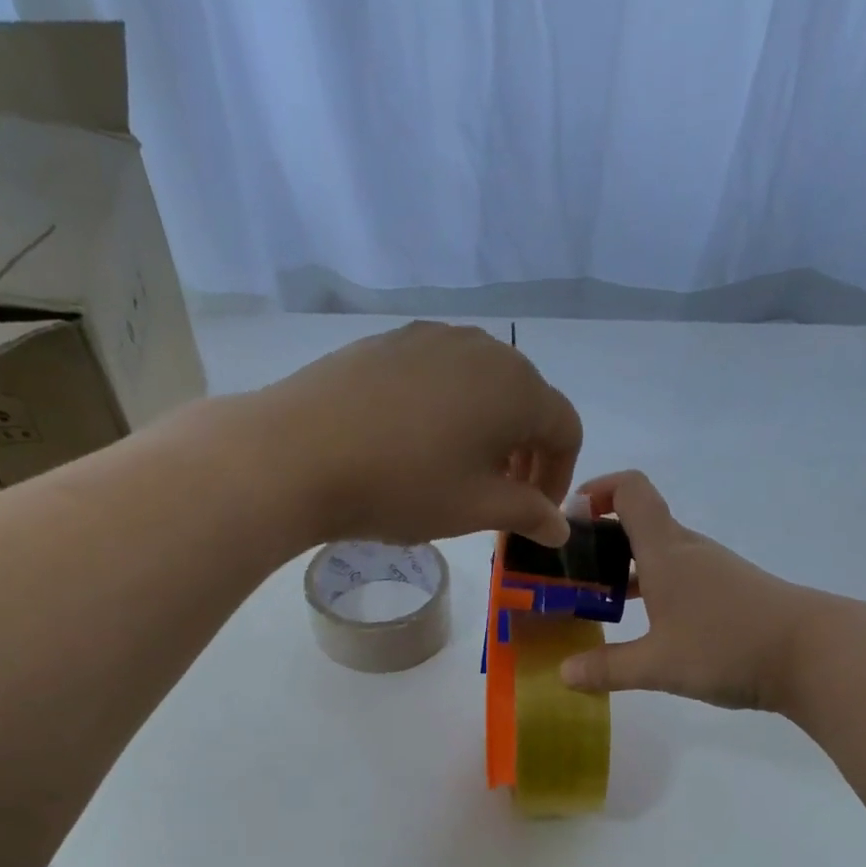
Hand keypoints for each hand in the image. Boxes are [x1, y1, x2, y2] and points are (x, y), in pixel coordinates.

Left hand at [239, 320, 580, 548]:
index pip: (565, 429)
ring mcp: (433, 337)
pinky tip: (418, 442)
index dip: (560, 476)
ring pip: (483, 385)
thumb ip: (528, 514)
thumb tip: (560, 529)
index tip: (536, 513)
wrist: (300, 453)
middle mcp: (484, 349)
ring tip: (462, 470)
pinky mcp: (391, 342)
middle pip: (528, 401)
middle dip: (527, 452)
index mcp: (517, 388)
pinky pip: (441, 375)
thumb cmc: (404, 486)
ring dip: (489, 430)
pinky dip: (450, 409)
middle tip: (503, 496)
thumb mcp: (476, 509)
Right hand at [559, 470, 826, 711]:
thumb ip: (607, 668)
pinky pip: (683, 578)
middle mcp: (689, 550)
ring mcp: (715, 570)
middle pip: (642, 523)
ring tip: (602, 603)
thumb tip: (564, 673)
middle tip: (573, 573)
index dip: (598, 490)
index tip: (571, 518)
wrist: (814, 654)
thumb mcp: (658, 664)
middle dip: (603, 540)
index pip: (630, 490)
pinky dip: (657, 589)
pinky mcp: (733, 592)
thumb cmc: (727, 645)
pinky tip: (651, 626)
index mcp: (665, 550)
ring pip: (662, 554)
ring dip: (630, 568)